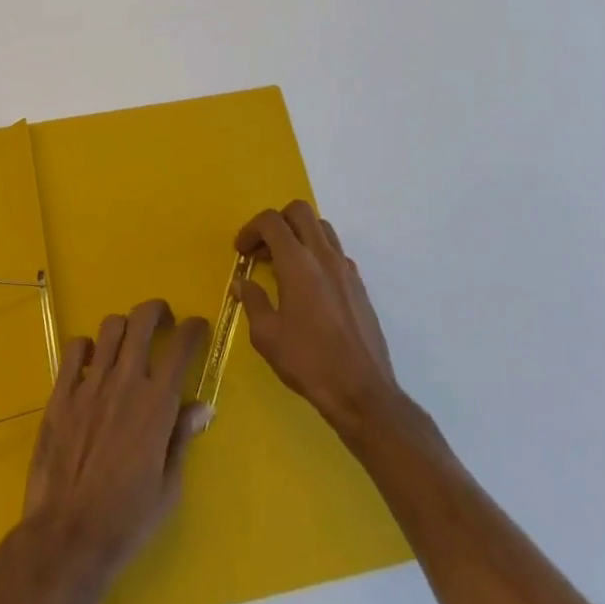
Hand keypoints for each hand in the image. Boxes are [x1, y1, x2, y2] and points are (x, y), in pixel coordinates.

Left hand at [21, 299, 211, 592]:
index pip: (181, 346)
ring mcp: (89, 384)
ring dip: (124, 327)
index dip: (193, 328)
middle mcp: (124, 382)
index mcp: (156, 404)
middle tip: (164, 319)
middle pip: (142, 320)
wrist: (68, 537)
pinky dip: (87, 346)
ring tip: (128, 341)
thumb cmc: (126, 520)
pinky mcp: (61, 393)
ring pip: (110, 327)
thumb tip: (202, 407)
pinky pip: (74, 349)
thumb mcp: (168, 487)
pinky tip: (92, 361)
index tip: (198, 327)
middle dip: (157, 310)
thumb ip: (182, 438)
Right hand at [236, 201, 400, 434]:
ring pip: (321, 227)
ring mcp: (346, 268)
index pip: (271, 222)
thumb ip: (252, 301)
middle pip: (300, 211)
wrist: (363, 392)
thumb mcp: (267, 336)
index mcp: (298, 263)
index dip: (251, 229)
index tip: (241, 251)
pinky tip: (309, 285)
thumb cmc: (309, 362)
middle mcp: (324, 256)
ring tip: (284, 263)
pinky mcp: (359, 284)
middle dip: (276, 222)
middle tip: (263, 249)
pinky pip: (335, 251)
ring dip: (299, 234)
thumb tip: (242, 283)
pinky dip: (317, 253)